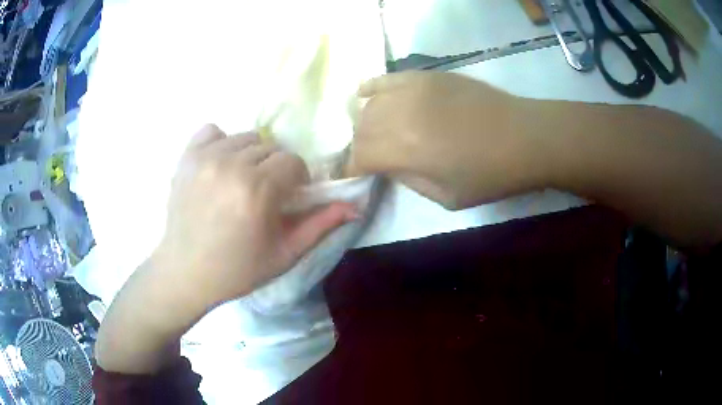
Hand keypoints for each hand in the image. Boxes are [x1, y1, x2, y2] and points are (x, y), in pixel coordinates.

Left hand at [155, 124, 358, 308]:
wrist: (186, 272)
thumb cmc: (238, 269)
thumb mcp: (285, 253)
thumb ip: (321, 224)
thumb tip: (355, 206)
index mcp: (258, 189)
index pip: (293, 161)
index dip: (296, 180)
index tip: (286, 198)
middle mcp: (231, 165)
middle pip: (270, 148)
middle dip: (274, 168)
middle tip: (263, 193)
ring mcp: (205, 158)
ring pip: (245, 138)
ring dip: (249, 156)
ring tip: (240, 181)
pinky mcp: (186, 157)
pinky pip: (212, 131)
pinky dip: (220, 143)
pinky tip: (218, 165)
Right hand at [347, 71, 546, 209]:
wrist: (524, 137)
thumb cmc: (491, 175)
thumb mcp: (446, 198)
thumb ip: (408, 180)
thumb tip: (388, 165)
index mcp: (404, 149)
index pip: (359, 156)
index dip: (350, 169)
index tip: (349, 176)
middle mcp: (400, 114)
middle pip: (361, 129)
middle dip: (359, 146)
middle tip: (368, 157)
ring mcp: (413, 90)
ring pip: (370, 104)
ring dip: (365, 121)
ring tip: (373, 132)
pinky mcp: (426, 76)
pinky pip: (387, 78)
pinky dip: (371, 87)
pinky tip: (364, 93)